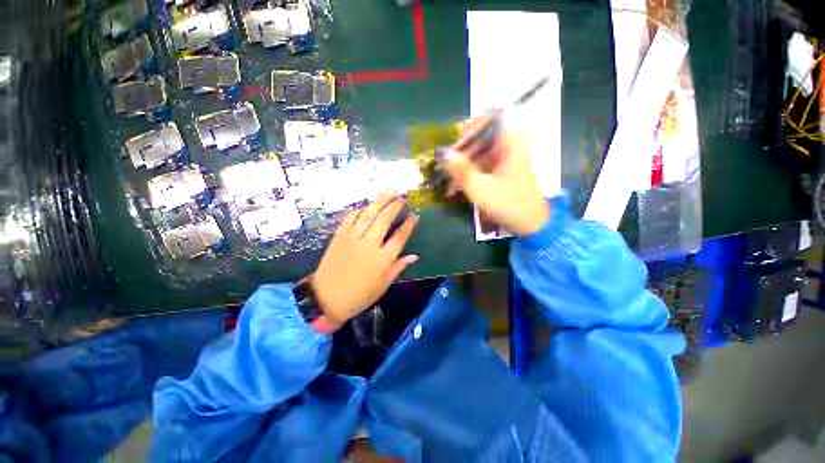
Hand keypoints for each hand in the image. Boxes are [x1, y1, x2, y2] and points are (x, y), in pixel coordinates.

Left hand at [311, 194, 419, 326]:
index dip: (409, 224)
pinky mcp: (340, 236)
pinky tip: (366, 206)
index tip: (415, 214)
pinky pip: (351, 217)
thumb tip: (414, 255)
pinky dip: (359, 210)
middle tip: (402, 197)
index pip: (400, 236)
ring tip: (389, 193)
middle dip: (395, 206)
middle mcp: (370, 244)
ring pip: (368, 214)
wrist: (327, 298)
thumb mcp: (384, 284)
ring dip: (380, 201)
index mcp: (383, 258)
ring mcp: (353, 238)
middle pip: (385, 219)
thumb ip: (399, 267)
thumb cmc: (360, 294)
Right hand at [443, 116, 548, 234]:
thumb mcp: (482, 189)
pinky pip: (482, 163)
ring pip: (480, 150)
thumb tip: (442, 153)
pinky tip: (458, 185)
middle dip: (463, 149)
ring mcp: (506, 158)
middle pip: (482, 135)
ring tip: (450, 178)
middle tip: (449, 166)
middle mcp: (509, 146)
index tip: (458, 145)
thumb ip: (462, 170)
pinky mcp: (502, 170)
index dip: (472, 128)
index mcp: (511, 144)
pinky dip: (469, 171)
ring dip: (463, 162)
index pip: (492, 118)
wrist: (531, 224)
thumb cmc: (509, 205)